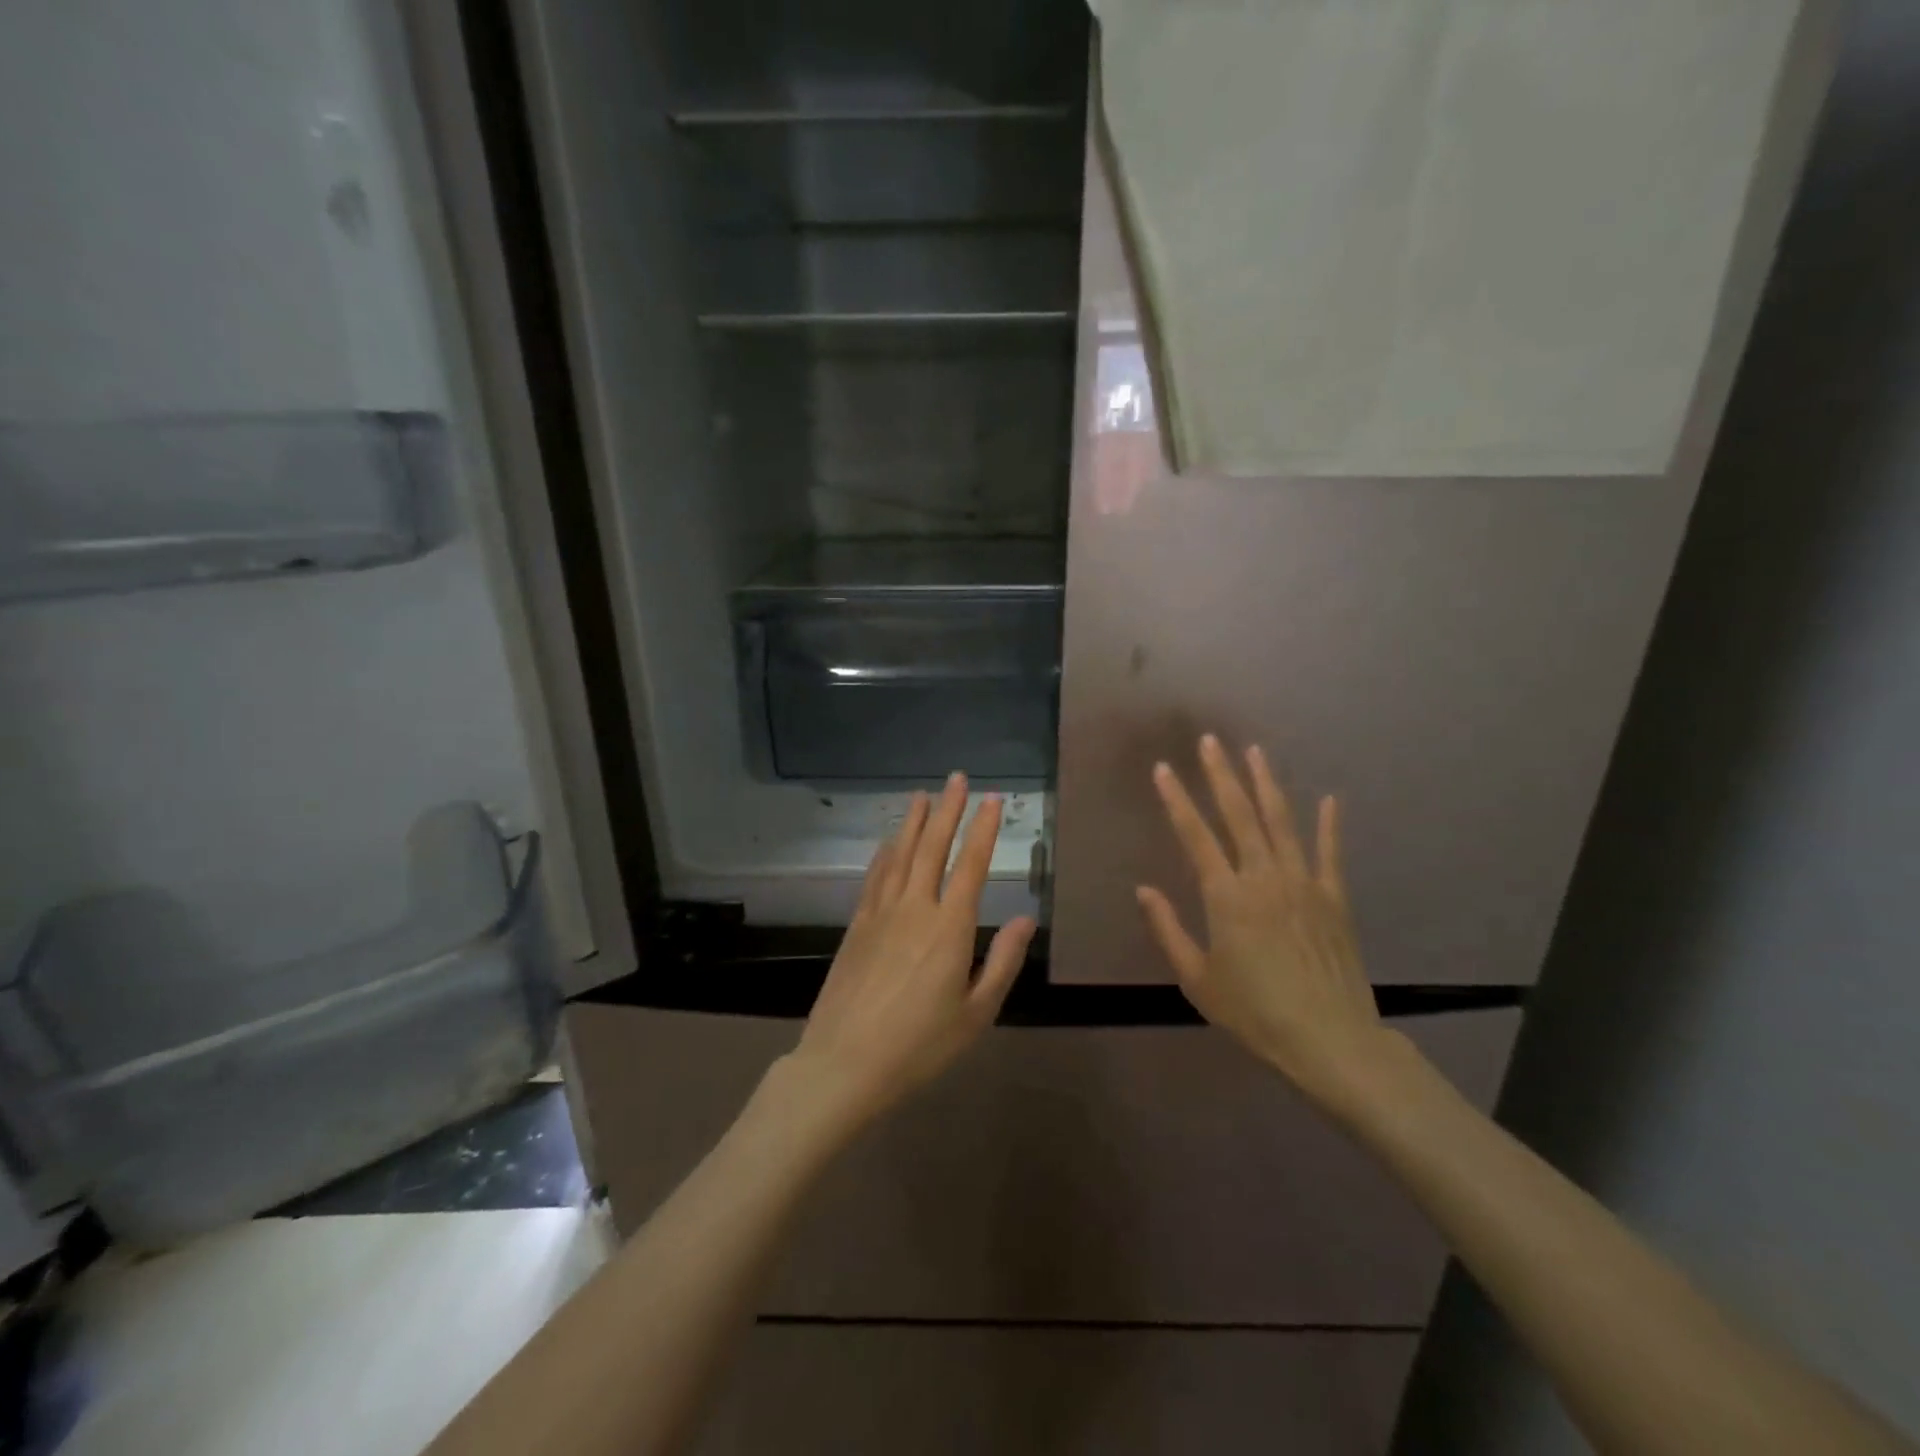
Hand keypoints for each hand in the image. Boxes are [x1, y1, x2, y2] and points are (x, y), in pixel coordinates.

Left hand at [787, 773, 1036, 1129]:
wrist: (845, 1064)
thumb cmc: (920, 1046)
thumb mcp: (976, 1014)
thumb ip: (1004, 962)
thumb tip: (1027, 919)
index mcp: (950, 928)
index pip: (971, 864)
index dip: (983, 829)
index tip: (992, 800)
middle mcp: (915, 908)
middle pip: (933, 847)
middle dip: (948, 809)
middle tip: (957, 778)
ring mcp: (880, 913)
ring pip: (901, 854)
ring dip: (914, 821)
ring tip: (923, 795)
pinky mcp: (856, 925)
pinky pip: (874, 876)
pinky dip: (885, 852)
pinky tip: (889, 840)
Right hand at [1137, 735, 1391, 1106]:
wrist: (1329, 1040)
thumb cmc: (1253, 1012)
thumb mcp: (1197, 979)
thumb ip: (1168, 929)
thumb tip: (1144, 889)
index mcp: (1226, 896)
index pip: (1195, 835)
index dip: (1177, 799)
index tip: (1163, 769)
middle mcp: (1263, 877)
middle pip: (1239, 814)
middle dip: (1222, 774)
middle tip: (1211, 741)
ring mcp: (1303, 883)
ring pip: (1281, 822)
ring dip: (1266, 784)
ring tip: (1255, 752)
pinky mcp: (1333, 898)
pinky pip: (1329, 853)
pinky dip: (1329, 824)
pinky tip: (1330, 799)